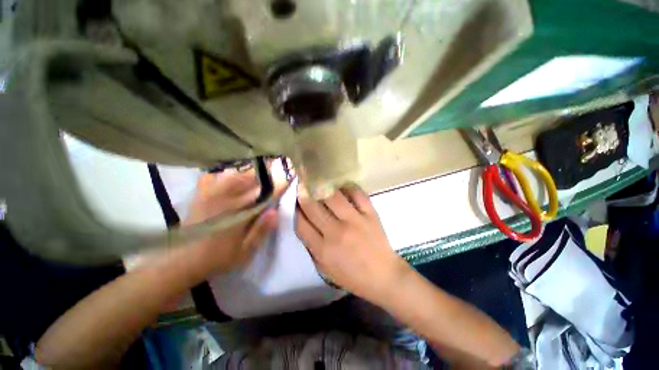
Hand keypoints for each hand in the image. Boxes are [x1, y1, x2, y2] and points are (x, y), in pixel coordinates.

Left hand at [181, 172, 278, 278]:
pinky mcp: (201, 195)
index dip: (277, 186)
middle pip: (249, 179)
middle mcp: (225, 199)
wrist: (181, 260)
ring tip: (259, 172)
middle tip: (276, 170)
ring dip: (249, 172)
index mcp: (238, 213)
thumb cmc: (217, 258)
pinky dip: (225, 174)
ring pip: (233, 175)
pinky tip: (231, 176)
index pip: (263, 195)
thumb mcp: (244, 251)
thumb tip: (274, 211)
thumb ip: (260, 231)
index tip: (288, 177)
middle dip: (265, 174)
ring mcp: (211, 195)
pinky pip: (214, 177)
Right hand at [296, 185, 410, 303]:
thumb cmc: (352, 275)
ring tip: (319, 181)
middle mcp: (337, 232)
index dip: (295, 209)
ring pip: (333, 196)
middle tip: (302, 185)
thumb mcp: (325, 268)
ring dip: (322, 187)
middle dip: (303, 193)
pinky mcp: (370, 214)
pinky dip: (347, 187)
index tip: (295, 201)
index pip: (301, 223)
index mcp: (323, 250)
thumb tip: (303, 221)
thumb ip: (312, 246)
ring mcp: (355, 221)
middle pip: (313, 207)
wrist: (383, 276)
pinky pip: (357, 193)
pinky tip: (342, 186)